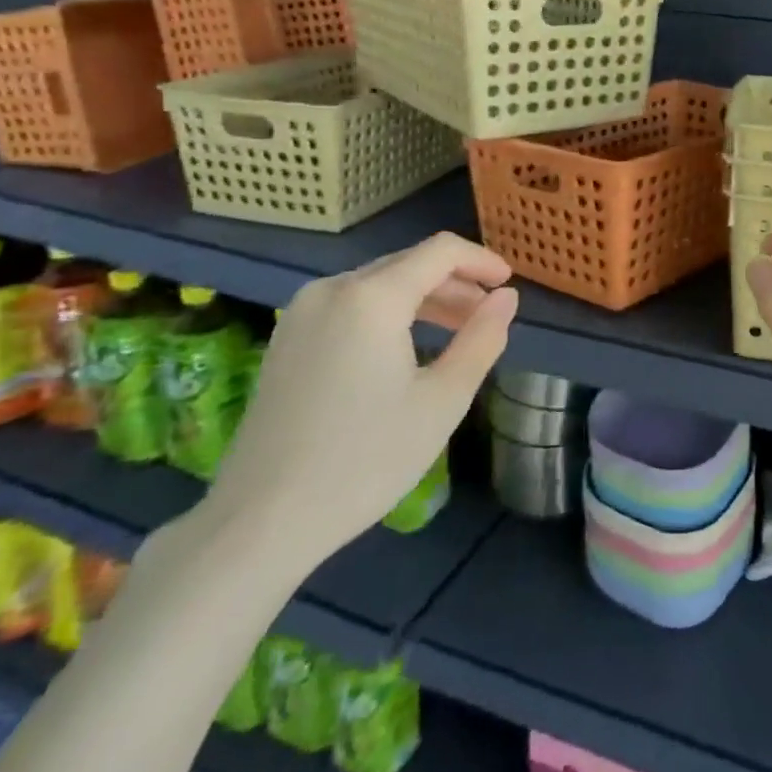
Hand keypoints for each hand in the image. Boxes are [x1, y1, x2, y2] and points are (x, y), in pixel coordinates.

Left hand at [204, 233, 518, 576]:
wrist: (262, 519)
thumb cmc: (366, 459)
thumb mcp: (442, 400)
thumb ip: (481, 339)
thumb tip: (506, 298)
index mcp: (372, 298)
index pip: (439, 252)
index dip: (481, 260)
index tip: (509, 283)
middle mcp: (332, 289)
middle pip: (407, 263)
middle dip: (455, 282)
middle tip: (488, 314)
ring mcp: (302, 312)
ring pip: (378, 284)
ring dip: (424, 298)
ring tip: (457, 331)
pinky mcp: (287, 338)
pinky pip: (351, 304)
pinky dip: (389, 313)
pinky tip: (407, 346)